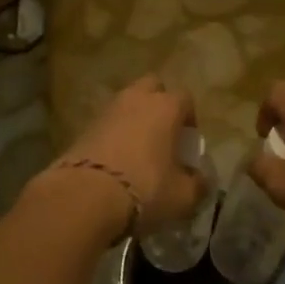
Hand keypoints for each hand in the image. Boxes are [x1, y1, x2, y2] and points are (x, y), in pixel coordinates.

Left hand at [55, 76, 203, 235]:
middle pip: (152, 87)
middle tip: (163, 135)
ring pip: (126, 103)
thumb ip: (197, 184)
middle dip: (159, 104)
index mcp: (166, 106)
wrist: (85, 196)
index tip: (188, 143)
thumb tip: (200, 179)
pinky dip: (113, 134)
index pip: (185, 98)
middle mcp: (136, 99)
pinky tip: (115, 161)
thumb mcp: (183, 196)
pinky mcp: (84, 127)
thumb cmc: (146, 189)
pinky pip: (107, 123)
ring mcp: (107, 110)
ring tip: (138, 151)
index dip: (189, 118)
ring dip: (134, 119)